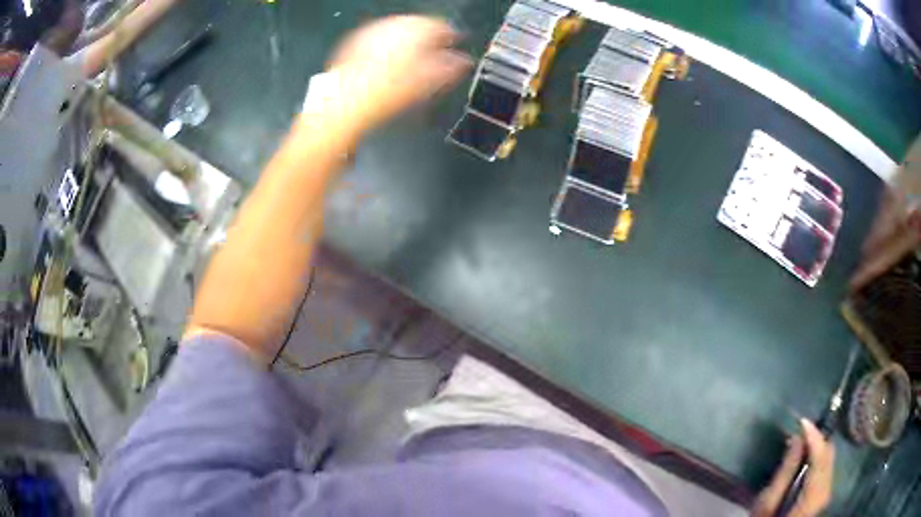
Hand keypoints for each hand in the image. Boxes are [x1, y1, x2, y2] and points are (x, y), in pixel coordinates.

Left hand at [321, 16, 471, 133]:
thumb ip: (450, 68)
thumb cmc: (384, 94)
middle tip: (434, 57)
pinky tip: (388, 65)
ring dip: (408, 43)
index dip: (451, 38)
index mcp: (416, 30)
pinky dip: (388, 48)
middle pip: (419, 26)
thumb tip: (463, 62)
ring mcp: (373, 32)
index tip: (454, 49)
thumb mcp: (427, 83)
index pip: (442, 26)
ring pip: (398, 31)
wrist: (345, 103)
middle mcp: (394, 25)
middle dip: (428, 40)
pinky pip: (379, 39)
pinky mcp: (356, 41)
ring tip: (411, 62)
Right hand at [751, 419, 834, 516]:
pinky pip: (826, 470)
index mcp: (813, 496)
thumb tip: (796, 439)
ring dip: (818, 448)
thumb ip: (784, 474)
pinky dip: (818, 459)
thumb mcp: (767, 505)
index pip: (821, 456)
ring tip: (803, 441)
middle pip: (828, 456)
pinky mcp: (823, 497)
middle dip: (817, 440)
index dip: (814, 436)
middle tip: (802, 430)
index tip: (803, 421)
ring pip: (829, 461)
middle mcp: (826, 492)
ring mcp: (827, 494)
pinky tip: (807, 459)